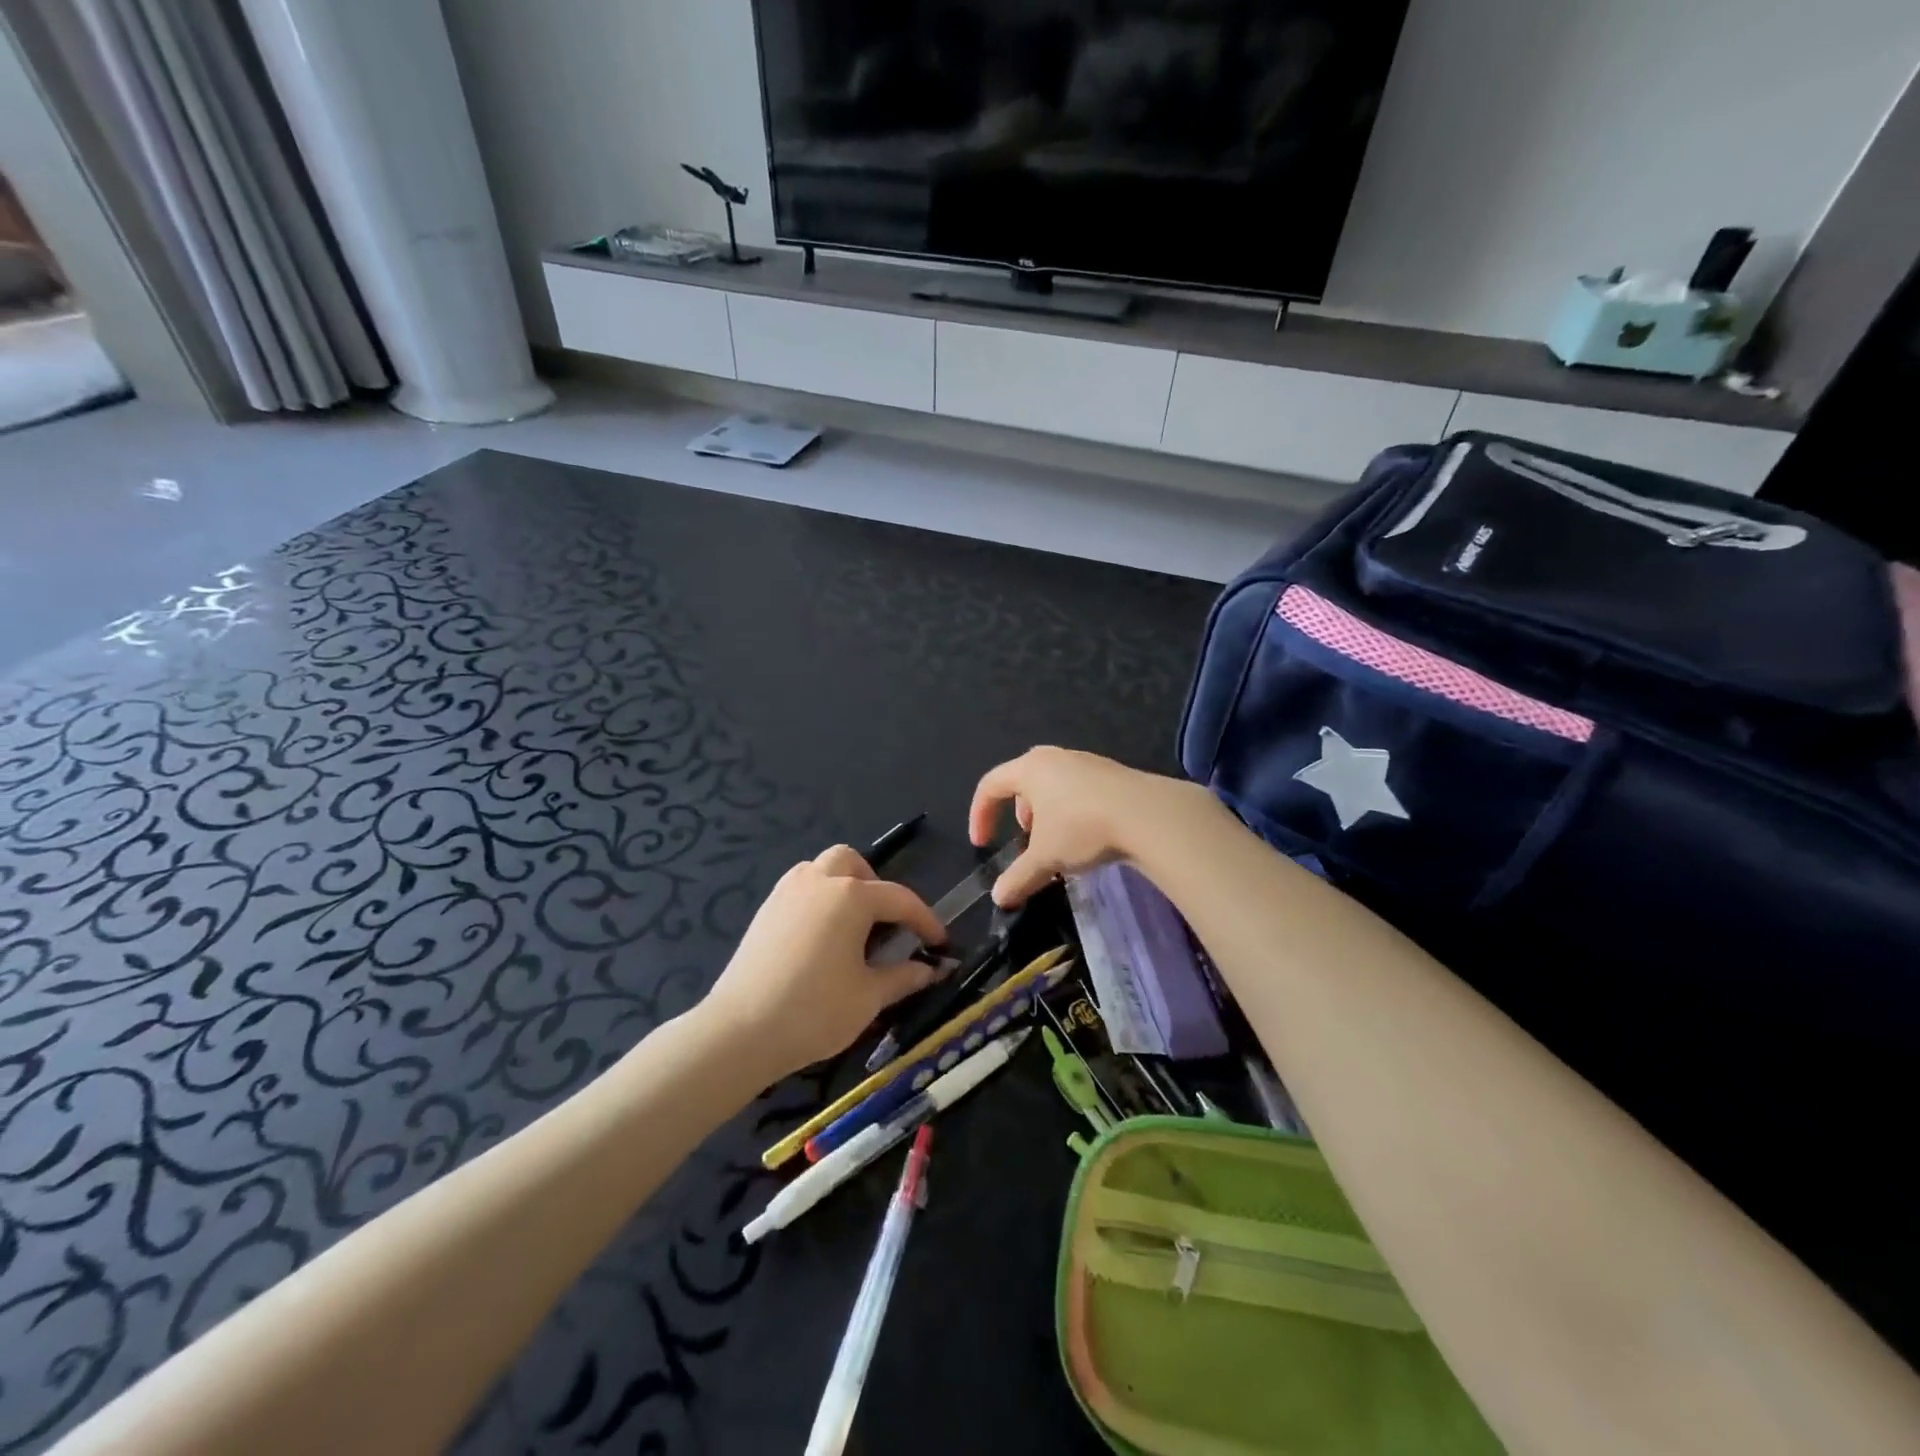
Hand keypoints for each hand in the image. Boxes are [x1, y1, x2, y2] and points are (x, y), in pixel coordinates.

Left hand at [698, 845, 945, 1080]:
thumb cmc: (814, 1011)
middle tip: (886, 925)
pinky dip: (820, 900)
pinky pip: (801, 888)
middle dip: (877, 887)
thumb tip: (932, 970)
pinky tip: (822, 938)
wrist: (739, 1032)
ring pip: (823, 869)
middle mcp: (819, 880)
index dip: (926, 921)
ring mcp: (787, 892)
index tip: (941, 943)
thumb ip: (904, 977)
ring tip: (854, 928)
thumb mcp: (869, 997)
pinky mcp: (765, 910)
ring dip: (845, 886)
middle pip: (854, 864)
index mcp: (851, 895)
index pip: (900, 899)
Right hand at [968, 747, 1211, 906]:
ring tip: (1057, 841)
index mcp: (1030, 768)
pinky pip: (1079, 789)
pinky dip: (1072, 810)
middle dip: (1017, 812)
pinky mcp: (1112, 774)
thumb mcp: (1046, 857)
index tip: (982, 844)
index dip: (980, 815)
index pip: (990, 785)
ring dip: (1047, 813)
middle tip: (1025, 838)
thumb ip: (1018, 877)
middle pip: (1023, 780)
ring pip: (1053, 785)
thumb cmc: (1083, 827)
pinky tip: (1087, 836)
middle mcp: (1055, 758)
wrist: (1148, 815)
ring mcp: (1086, 762)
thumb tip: (998, 898)